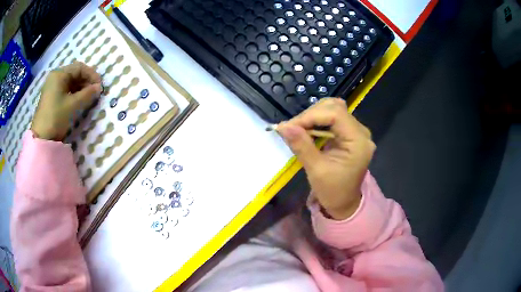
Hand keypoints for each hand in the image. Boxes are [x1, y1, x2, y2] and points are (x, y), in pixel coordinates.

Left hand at [31, 61, 101, 140]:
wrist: (41, 138)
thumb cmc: (56, 118)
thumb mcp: (74, 105)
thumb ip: (88, 94)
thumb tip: (99, 87)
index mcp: (59, 74)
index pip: (79, 68)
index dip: (91, 75)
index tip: (100, 86)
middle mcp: (55, 76)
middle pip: (74, 73)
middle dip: (86, 81)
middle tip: (95, 92)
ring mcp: (52, 86)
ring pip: (70, 82)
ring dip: (80, 88)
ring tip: (88, 97)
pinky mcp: (51, 96)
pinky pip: (65, 89)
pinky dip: (73, 93)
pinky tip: (78, 100)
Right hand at [278, 98, 375, 219]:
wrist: (344, 203)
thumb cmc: (333, 191)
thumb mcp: (316, 170)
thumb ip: (301, 145)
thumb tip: (283, 126)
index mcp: (358, 141)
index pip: (336, 114)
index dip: (310, 116)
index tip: (289, 126)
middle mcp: (361, 132)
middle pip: (335, 107)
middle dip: (311, 114)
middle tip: (292, 127)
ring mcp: (356, 132)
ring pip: (333, 109)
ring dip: (313, 115)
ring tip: (298, 128)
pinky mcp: (349, 134)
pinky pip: (333, 119)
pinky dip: (317, 121)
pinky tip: (307, 129)